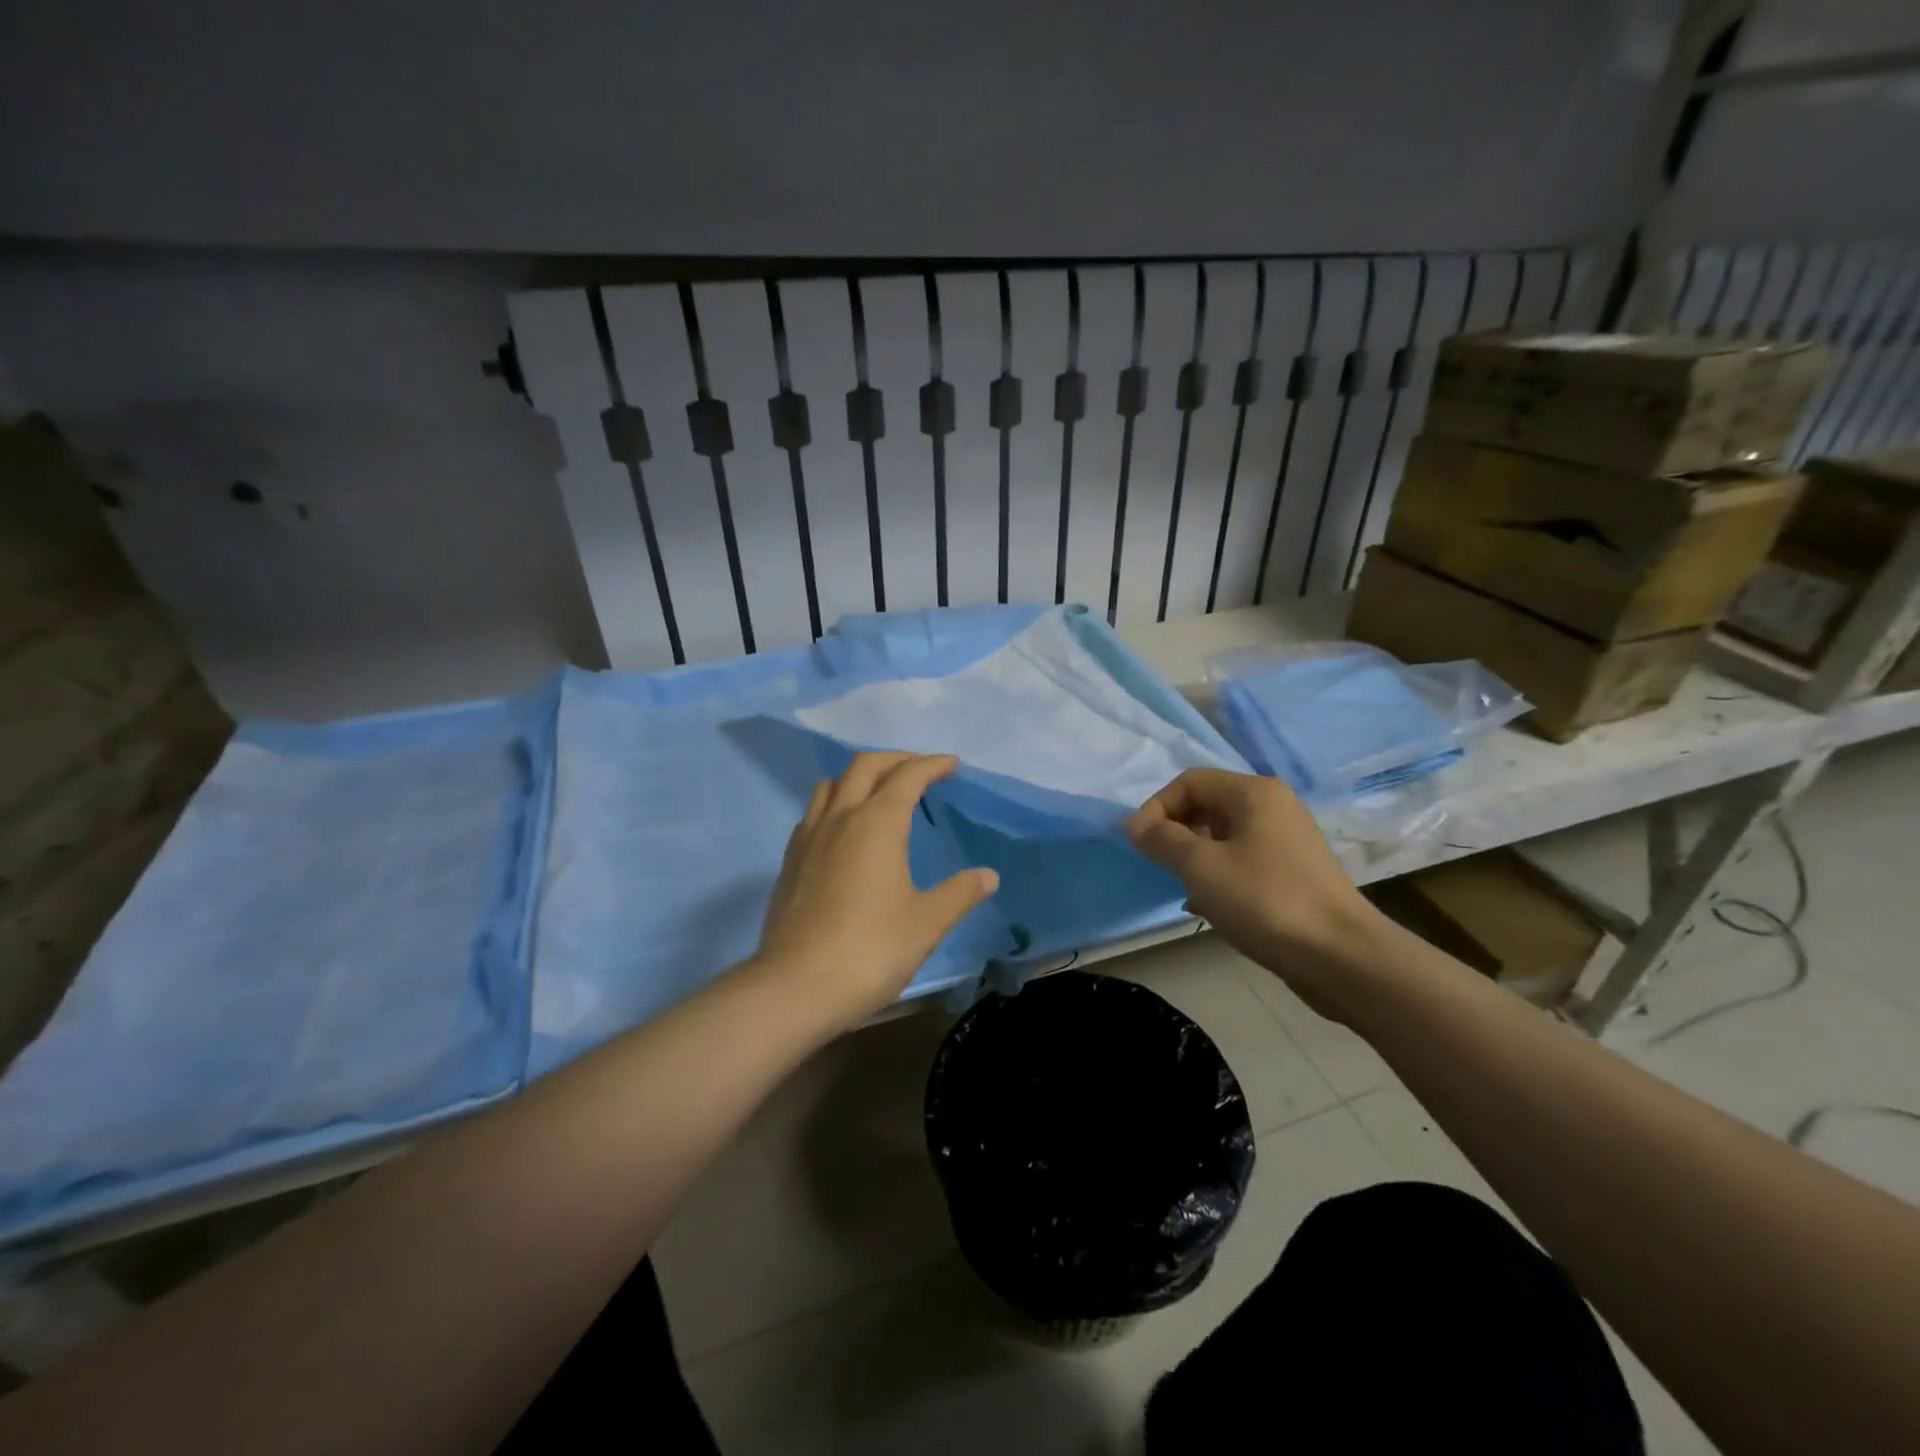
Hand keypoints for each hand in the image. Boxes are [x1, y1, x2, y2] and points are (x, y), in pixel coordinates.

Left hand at [755, 752, 998, 1030]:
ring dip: (859, 778)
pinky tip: (845, 832)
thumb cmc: (871, 949)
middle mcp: (840, 818)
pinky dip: (835, 805)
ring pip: (831, 785)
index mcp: (877, 823)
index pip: (908, 776)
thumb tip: (988, 876)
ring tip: (879, 794)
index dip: (932, 765)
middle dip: (896, 760)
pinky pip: (814, 813)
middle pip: (865, 766)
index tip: (951, 765)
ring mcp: (809, 837)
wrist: (796, 986)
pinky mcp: (790, 861)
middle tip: (919, 770)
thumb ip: (959, 894)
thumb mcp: (926, 923)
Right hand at [1127, 768, 1381, 1014]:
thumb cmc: (1265, 901)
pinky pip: (1242, 861)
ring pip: (1223, 836)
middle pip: (1208, 805)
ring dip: (1194, 857)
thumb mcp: (1202, 866)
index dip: (1156, 807)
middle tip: (1159, 864)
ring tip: (1181, 887)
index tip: (1138, 844)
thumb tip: (1134, 825)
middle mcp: (1274, 807)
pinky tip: (1207, 906)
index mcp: (1254, 793)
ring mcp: (1287, 841)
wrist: (1342, 957)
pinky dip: (1218, 875)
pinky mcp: (1294, 873)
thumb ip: (1162, 840)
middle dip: (1176, 832)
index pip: (1190, 781)